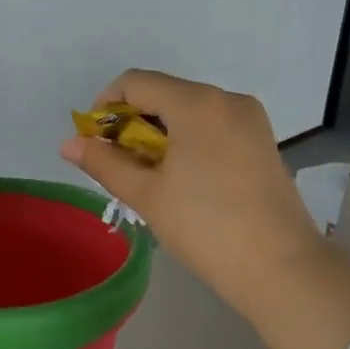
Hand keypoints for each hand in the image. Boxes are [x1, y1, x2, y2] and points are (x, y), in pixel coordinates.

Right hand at [59, 71, 349, 348]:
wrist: (281, 266)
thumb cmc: (205, 226)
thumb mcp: (147, 194)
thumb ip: (104, 163)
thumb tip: (68, 144)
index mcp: (197, 103)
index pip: (136, 83)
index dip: (105, 106)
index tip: (95, 141)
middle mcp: (226, 99)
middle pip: (164, 94)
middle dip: (132, 123)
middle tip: (118, 164)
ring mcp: (250, 120)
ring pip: (189, 111)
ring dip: (159, 133)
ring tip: (148, 175)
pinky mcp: (262, 141)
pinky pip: (213, 126)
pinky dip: (187, 140)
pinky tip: (181, 178)